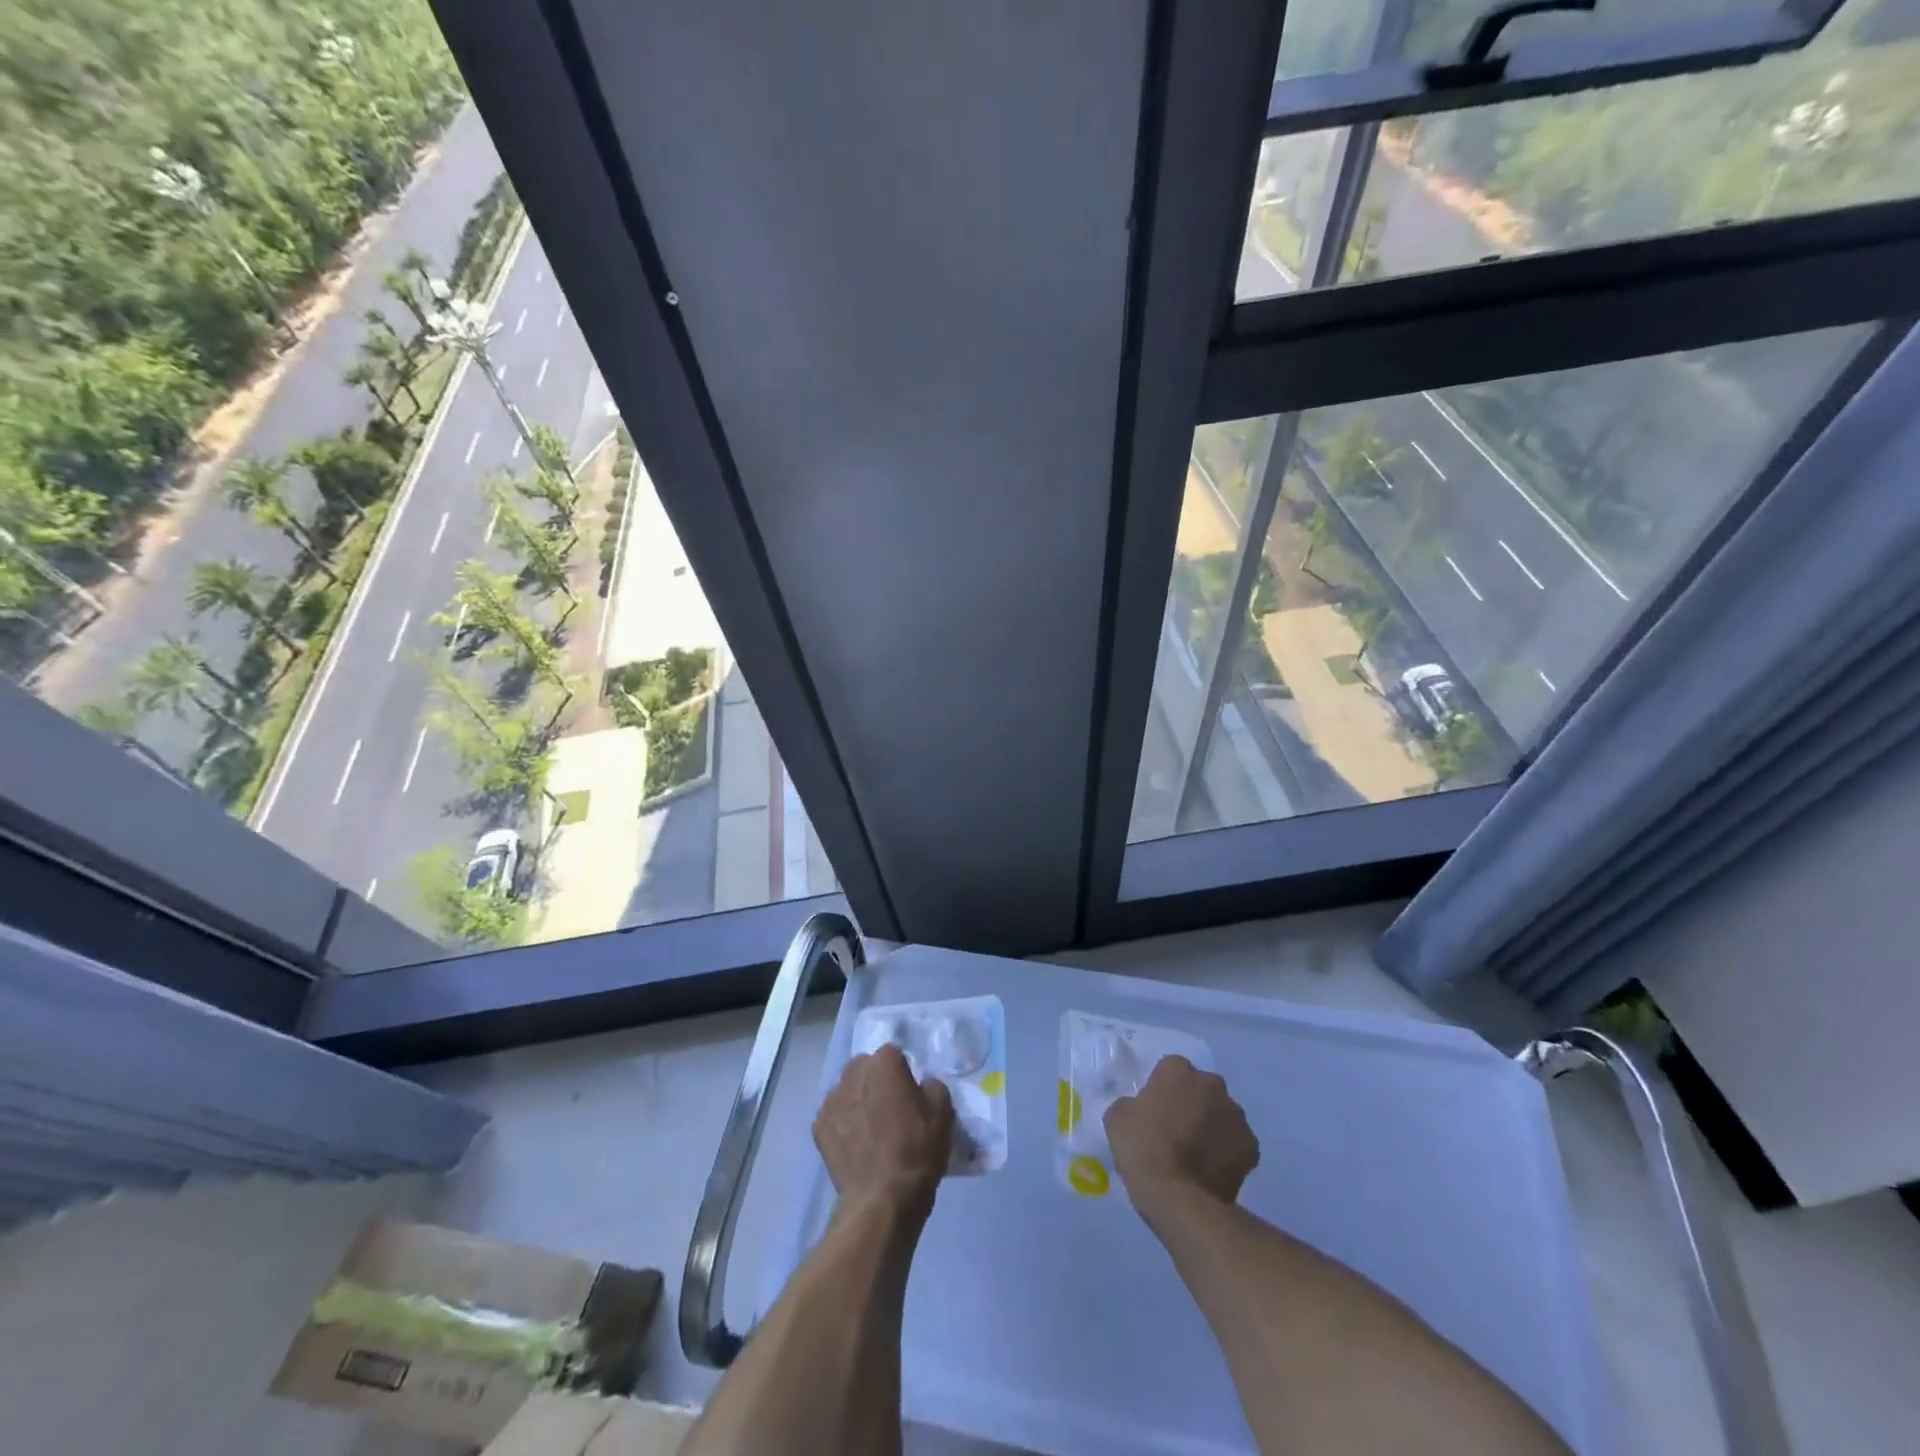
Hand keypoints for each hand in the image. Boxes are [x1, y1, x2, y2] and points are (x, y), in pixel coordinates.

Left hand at [815, 1044, 954, 1221]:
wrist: (882, 1199)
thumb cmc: (917, 1150)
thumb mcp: (943, 1112)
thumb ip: (931, 1086)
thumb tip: (921, 1085)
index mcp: (883, 1063)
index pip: (894, 1054)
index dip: (903, 1072)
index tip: (910, 1093)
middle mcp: (852, 1073)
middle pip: (865, 1068)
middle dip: (875, 1080)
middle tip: (889, 1108)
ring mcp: (831, 1100)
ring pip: (847, 1091)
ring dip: (857, 1100)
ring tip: (870, 1129)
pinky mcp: (818, 1128)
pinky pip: (834, 1117)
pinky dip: (843, 1125)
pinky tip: (855, 1145)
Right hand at [1105, 1055, 1258, 1220]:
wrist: (1178, 1199)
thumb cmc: (1143, 1149)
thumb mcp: (1117, 1117)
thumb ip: (1133, 1103)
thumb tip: (1143, 1108)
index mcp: (1178, 1070)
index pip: (1171, 1069)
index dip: (1163, 1089)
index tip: (1155, 1110)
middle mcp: (1212, 1084)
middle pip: (1202, 1088)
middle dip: (1193, 1102)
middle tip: (1177, 1130)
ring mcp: (1236, 1115)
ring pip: (1222, 1114)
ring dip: (1212, 1126)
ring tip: (1197, 1155)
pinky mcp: (1252, 1147)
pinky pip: (1237, 1143)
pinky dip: (1227, 1152)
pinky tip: (1212, 1171)